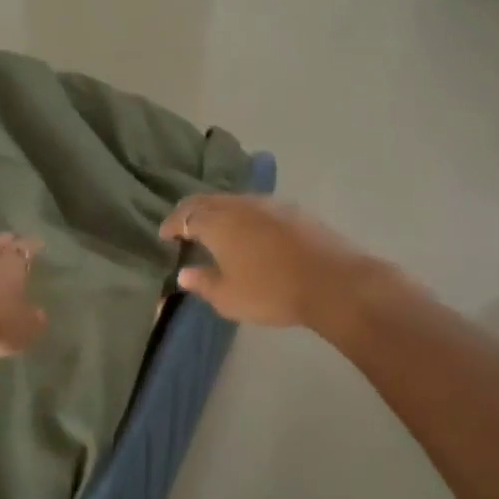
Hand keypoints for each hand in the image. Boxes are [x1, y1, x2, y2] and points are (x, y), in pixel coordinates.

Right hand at [159, 196, 368, 328]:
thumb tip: (184, 273)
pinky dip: (243, 216)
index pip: (185, 215)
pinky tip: (250, 233)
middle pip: (208, 201)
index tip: (164, 235)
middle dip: (191, 213)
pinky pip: (257, 208)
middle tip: (184, 227)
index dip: (172, 224)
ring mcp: (270, 204)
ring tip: (216, 230)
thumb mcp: (228, 297)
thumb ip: (203, 283)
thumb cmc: (272, 291)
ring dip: (219, 212)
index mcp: (218, 222)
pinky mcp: (294, 211)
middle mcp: (240, 205)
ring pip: (234, 201)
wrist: (333, 282)